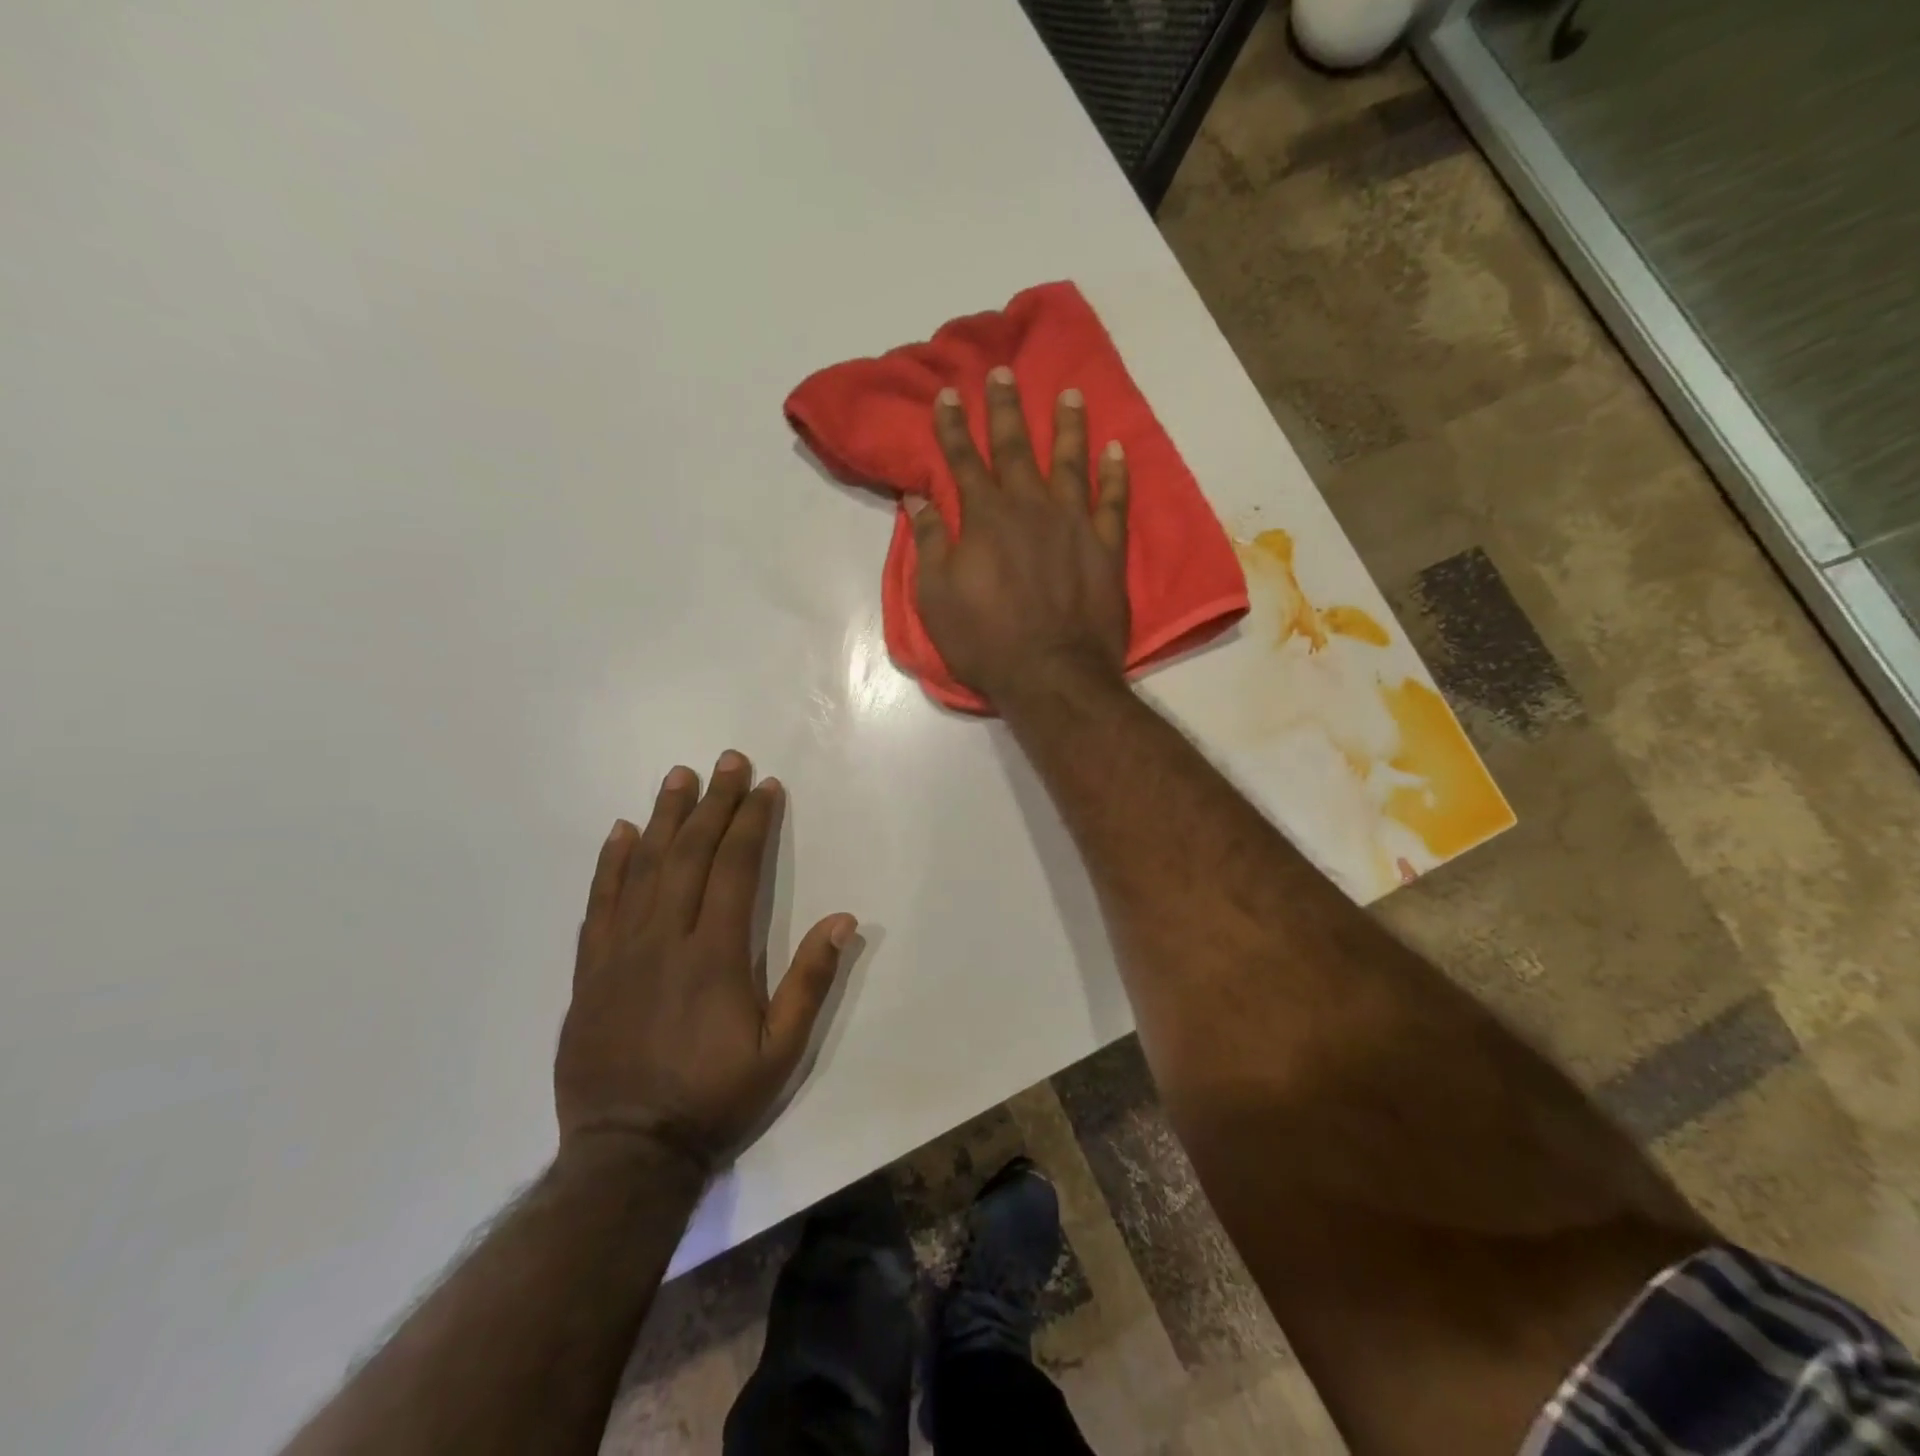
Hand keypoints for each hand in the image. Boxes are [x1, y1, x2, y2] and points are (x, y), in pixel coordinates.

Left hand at [555, 752, 856, 1172]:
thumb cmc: (715, 1098)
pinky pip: (600, 903)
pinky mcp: (590, 971)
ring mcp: (621, 952)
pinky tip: (622, 832)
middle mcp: (666, 939)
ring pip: (643, 868)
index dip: (751, 822)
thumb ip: (811, 982)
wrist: (628, 1153)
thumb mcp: (781, 1051)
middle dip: (713, 803)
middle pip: (690, 854)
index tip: (764, 787)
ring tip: (679, 777)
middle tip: (727, 761)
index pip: (736, 868)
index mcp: (716, 955)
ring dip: (665, 817)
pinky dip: (611, 863)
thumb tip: (844, 919)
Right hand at [909, 367, 1130, 705]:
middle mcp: (1029, 507)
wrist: (1052, 674)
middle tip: (1003, 372)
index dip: (951, 426)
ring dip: (1067, 425)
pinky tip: (1115, 449)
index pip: (962, 460)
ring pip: (1069, 461)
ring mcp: (1073, 523)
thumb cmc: (985, 642)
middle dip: (1004, 408)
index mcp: (984, 518)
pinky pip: (1114, 500)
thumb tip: (917, 500)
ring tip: (1069, 394)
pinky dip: (1115, 473)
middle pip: (1014, 447)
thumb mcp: (937, 598)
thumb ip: (929, 544)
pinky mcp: (1107, 547)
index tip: (946, 394)